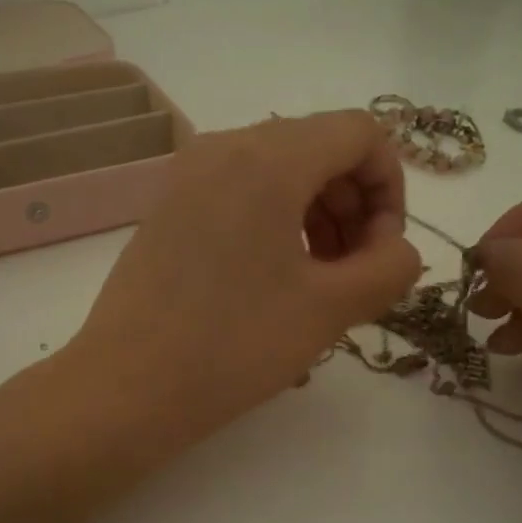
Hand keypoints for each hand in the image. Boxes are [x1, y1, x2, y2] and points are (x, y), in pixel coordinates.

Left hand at [72, 111, 420, 441]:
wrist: (125, 388)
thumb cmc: (233, 346)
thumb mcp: (330, 309)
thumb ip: (390, 267)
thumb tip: (396, 250)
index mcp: (268, 157)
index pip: (361, 133)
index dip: (390, 188)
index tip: (382, 251)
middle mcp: (224, 146)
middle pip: (320, 148)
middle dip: (354, 206)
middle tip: (355, 274)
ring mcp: (188, 174)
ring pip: (281, 170)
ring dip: (318, 215)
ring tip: (319, 282)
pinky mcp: (168, 205)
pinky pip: (242, 191)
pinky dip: (277, 221)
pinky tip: (274, 279)